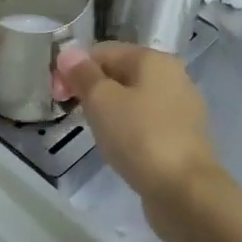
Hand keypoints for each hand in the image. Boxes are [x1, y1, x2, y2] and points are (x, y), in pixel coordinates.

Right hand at [56, 42, 222, 241]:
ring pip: (134, 99)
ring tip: (93, 131)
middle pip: (121, 73)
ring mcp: (181, 108)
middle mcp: (173, 77)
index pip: (104, 51)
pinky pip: (146, 123)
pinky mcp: (182, 137)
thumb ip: (83, 74)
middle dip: (92, 89)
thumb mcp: (102, 101)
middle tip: (72, 113)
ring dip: (109, 110)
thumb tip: (69, 53)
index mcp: (154, 60)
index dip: (74, 68)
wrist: (184, 191)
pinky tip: (118, 147)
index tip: (57, 95)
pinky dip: (128, 129)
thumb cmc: (139, 137)